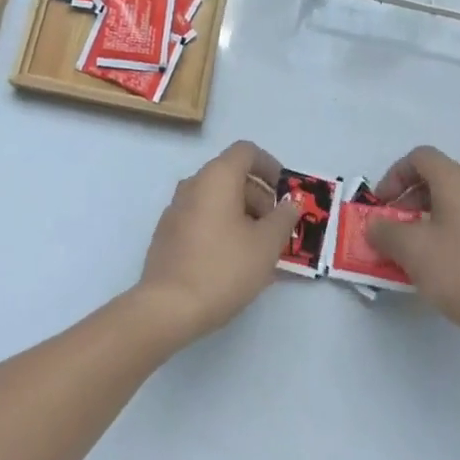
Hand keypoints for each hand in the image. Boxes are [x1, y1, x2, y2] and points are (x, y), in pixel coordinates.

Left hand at [134, 141, 301, 344]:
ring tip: (260, 248)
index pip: (246, 152)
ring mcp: (176, 208)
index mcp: (217, 177)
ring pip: (217, 198)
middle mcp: (193, 184)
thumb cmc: (223, 268)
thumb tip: (291, 203)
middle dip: (260, 196)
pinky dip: (223, 226)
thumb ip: (283, 218)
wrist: (168, 307)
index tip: (286, 192)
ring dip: (242, 214)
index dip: (270, 166)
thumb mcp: (266, 245)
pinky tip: (234, 259)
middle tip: (277, 228)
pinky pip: (202, 217)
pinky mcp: (168, 232)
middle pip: (232, 175)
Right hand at [366, 146, 459, 358]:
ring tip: (412, 255)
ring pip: (450, 206)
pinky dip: (445, 237)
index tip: (382, 205)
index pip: (419, 157)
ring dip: (424, 222)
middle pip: (435, 180)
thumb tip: (375, 225)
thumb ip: (385, 232)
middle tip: (392, 230)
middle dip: (406, 201)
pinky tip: (440, 271)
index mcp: (456, 182)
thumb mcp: (412, 250)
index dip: (394, 175)